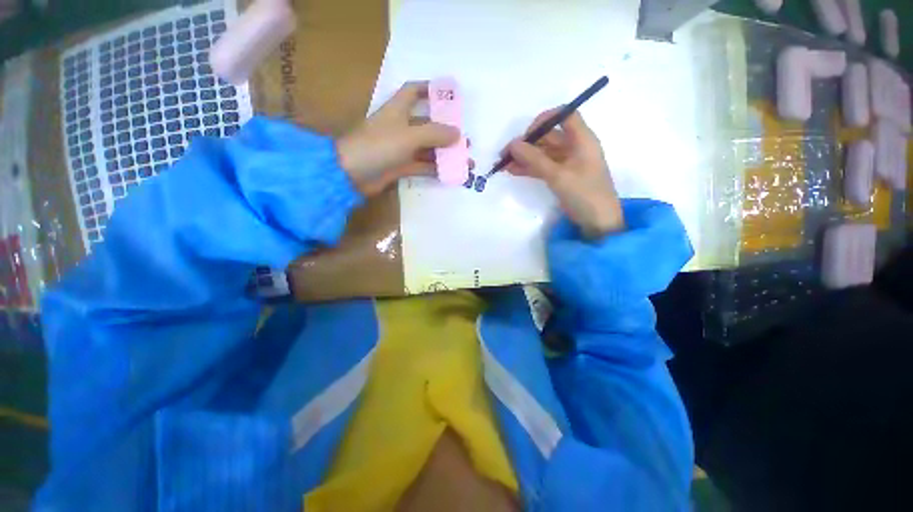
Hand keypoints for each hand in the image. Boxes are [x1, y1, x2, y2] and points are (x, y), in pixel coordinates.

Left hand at [337, 81, 461, 196]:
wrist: (352, 173)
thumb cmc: (378, 146)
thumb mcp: (409, 136)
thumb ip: (434, 134)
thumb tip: (458, 134)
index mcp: (398, 110)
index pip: (413, 91)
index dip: (430, 89)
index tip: (449, 95)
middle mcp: (400, 127)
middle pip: (427, 125)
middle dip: (447, 132)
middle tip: (466, 141)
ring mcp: (400, 148)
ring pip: (428, 148)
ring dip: (445, 154)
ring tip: (465, 161)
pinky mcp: (400, 167)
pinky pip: (422, 165)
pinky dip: (435, 169)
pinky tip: (450, 173)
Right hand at [505, 109, 623, 238]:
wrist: (598, 222)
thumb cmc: (584, 194)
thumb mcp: (558, 175)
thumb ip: (534, 159)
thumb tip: (513, 144)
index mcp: (582, 140)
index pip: (564, 115)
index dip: (544, 120)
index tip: (526, 134)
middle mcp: (575, 147)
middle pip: (549, 136)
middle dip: (527, 143)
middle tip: (506, 154)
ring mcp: (568, 163)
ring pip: (543, 153)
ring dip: (525, 157)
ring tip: (504, 165)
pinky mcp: (562, 177)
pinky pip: (543, 167)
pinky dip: (529, 168)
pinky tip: (514, 171)